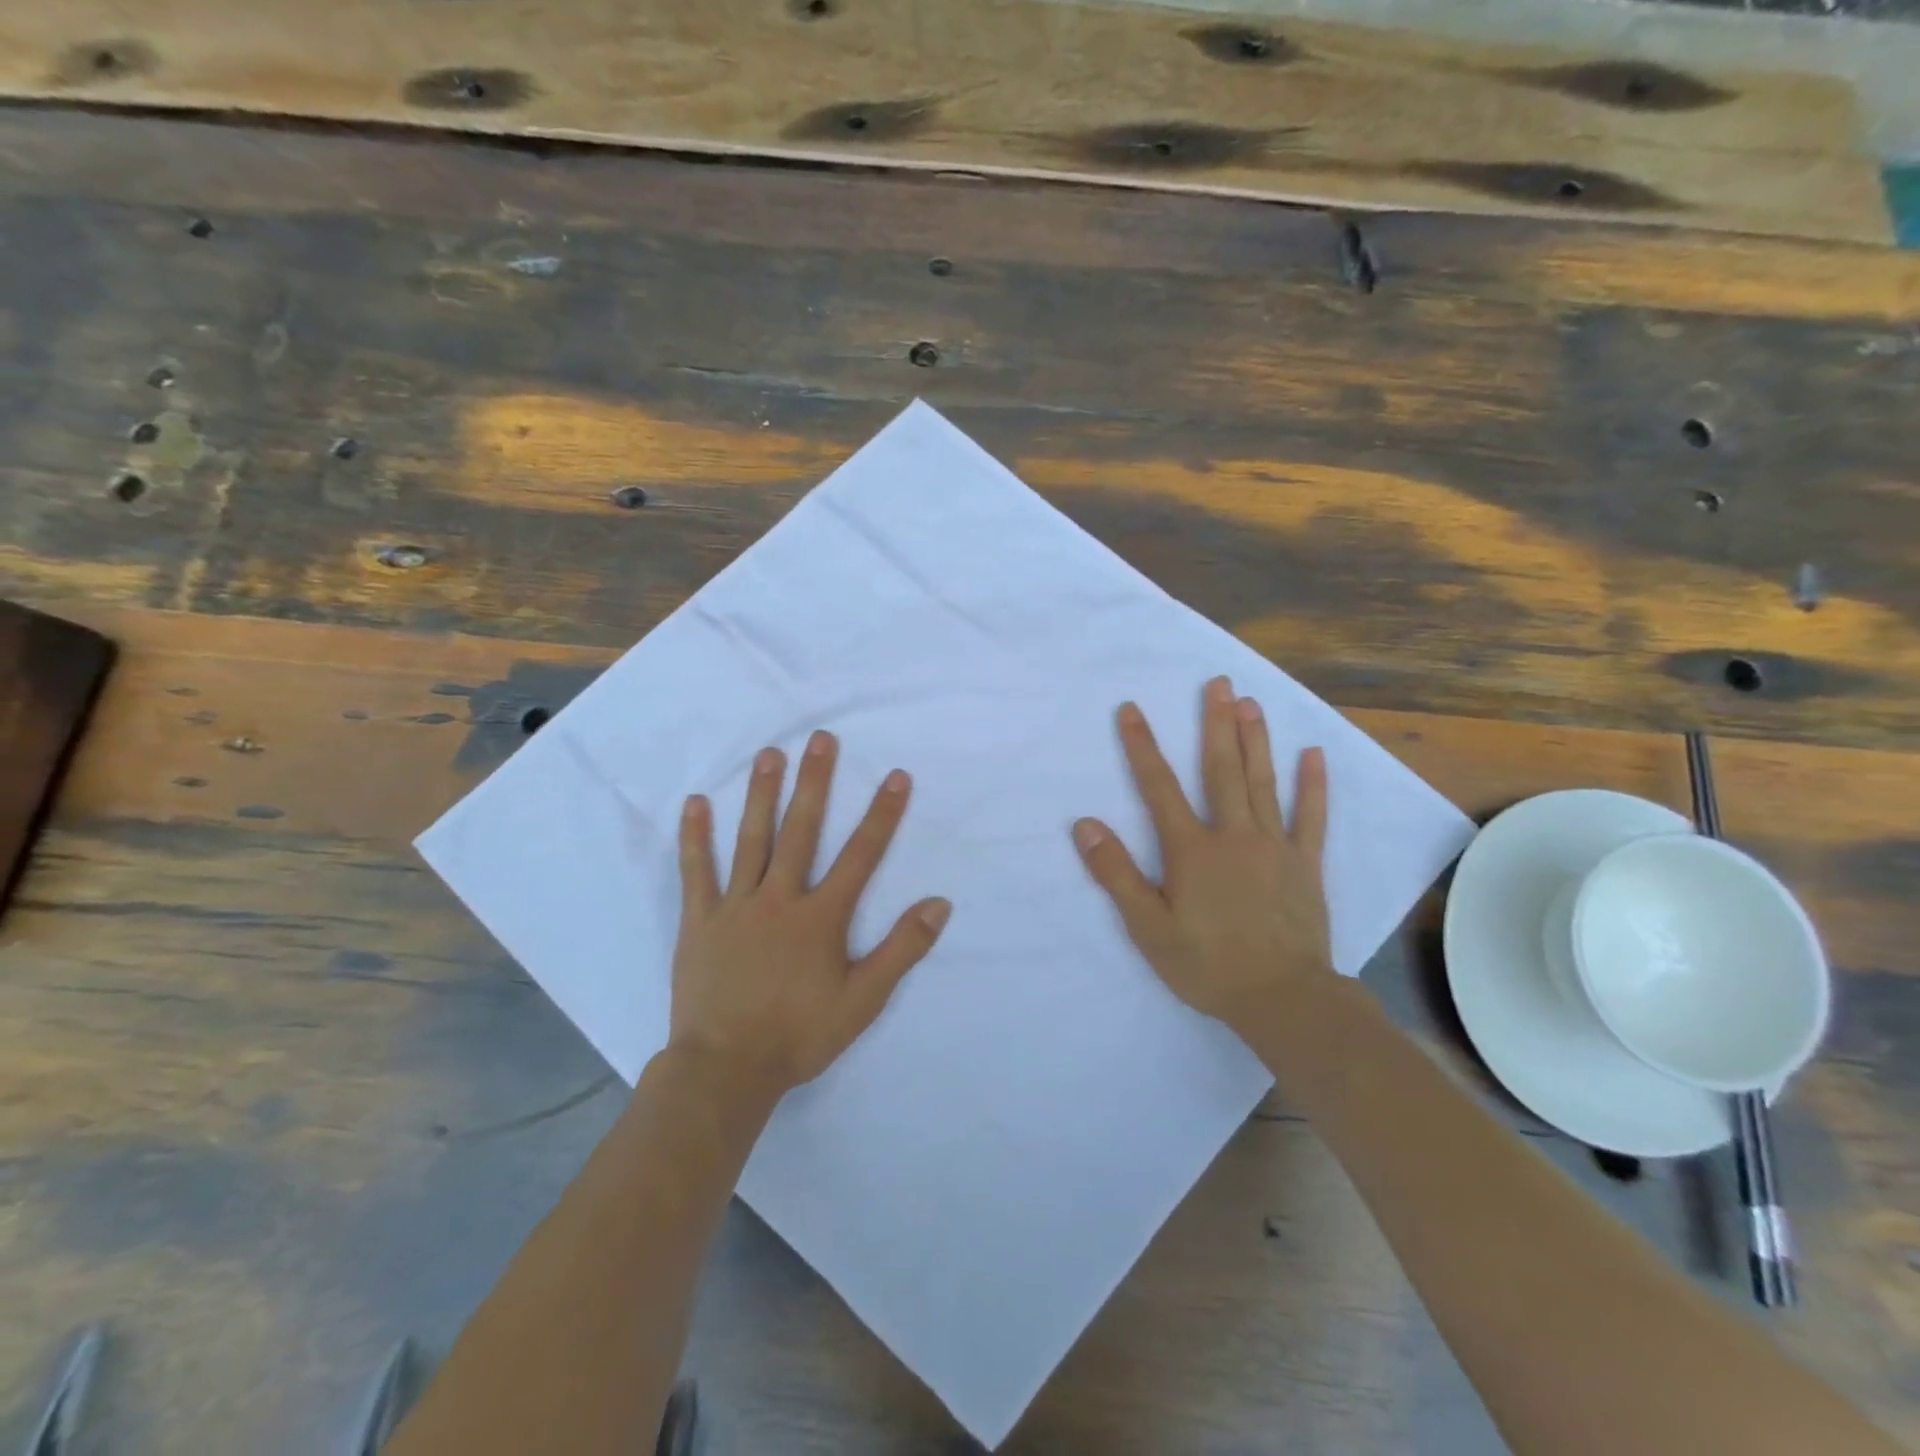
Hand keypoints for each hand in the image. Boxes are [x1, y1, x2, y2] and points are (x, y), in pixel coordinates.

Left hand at [671, 730, 951, 1097]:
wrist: (726, 1069)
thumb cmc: (800, 1035)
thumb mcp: (864, 1001)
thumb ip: (902, 949)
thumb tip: (939, 903)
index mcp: (821, 917)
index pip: (861, 855)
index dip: (882, 814)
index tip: (896, 776)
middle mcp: (780, 899)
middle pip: (801, 831)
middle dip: (815, 782)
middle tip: (822, 739)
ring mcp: (736, 906)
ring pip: (751, 840)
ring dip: (762, 794)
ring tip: (770, 753)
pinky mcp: (699, 920)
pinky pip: (696, 871)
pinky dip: (695, 837)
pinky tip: (695, 802)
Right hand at [1072, 676, 1331, 1033]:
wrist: (1283, 999)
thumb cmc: (1207, 965)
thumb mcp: (1148, 927)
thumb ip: (1116, 874)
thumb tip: (1086, 825)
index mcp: (1191, 850)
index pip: (1158, 787)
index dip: (1141, 746)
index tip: (1130, 709)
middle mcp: (1233, 835)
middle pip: (1220, 770)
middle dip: (1215, 724)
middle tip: (1218, 683)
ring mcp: (1274, 847)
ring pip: (1263, 783)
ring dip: (1255, 740)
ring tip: (1252, 703)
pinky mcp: (1305, 864)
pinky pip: (1311, 817)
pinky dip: (1313, 785)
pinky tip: (1314, 754)